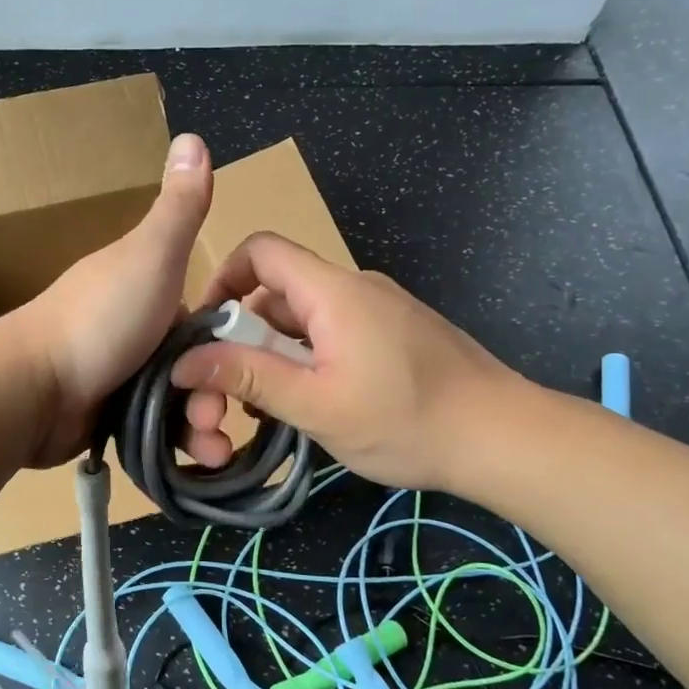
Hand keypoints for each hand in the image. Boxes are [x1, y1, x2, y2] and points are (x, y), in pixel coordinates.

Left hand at [13, 133, 212, 465]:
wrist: (30, 390)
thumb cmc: (100, 320)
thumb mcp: (149, 256)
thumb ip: (179, 208)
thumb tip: (193, 136)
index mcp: (147, 287)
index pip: (208, 316)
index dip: (232, 341)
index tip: (251, 365)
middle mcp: (134, 328)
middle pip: (196, 364)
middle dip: (217, 393)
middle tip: (218, 420)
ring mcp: (118, 374)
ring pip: (179, 402)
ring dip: (202, 427)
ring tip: (211, 451)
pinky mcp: (106, 416)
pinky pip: (154, 432)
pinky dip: (175, 447)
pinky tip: (194, 464)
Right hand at [170, 232, 535, 493]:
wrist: (504, 438)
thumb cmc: (405, 421)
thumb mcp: (315, 405)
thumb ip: (247, 378)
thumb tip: (183, 362)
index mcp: (332, 291)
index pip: (261, 250)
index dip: (223, 278)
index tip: (206, 329)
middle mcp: (354, 288)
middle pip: (279, 290)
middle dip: (246, 334)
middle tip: (233, 388)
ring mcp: (379, 310)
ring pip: (305, 318)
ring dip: (277, 353)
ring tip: (270, 406)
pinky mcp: (396, 333)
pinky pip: (335, 333)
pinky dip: (309, 359)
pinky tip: (312, 404)